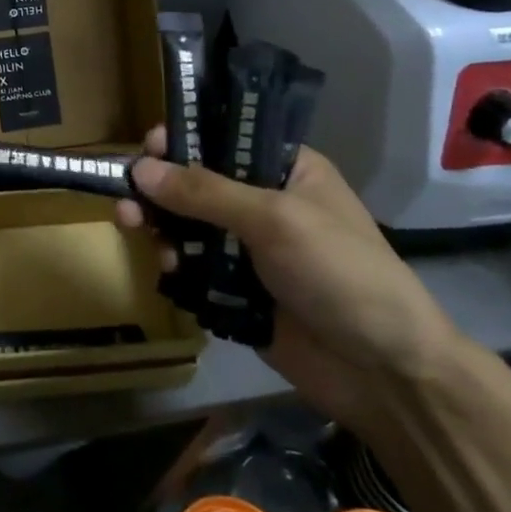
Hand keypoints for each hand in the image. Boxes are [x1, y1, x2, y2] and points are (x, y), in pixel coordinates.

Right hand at [116, 133, 462, 432]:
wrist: (383, 373)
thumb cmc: (340, 274)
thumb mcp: (275, 220)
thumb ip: (204, 192)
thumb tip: (140, 169)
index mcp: (286, 169)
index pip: (224, 138)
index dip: (184, 138)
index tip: (147, 147)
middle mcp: (263, 202)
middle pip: (196, 182)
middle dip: (160, 188)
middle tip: (127, 197)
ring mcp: (248, 248)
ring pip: (187, 224)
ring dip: (160, 225)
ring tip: (136, 230)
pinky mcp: (235, 289)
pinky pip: (191, 265)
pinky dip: (174, 263)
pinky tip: (168, 269)